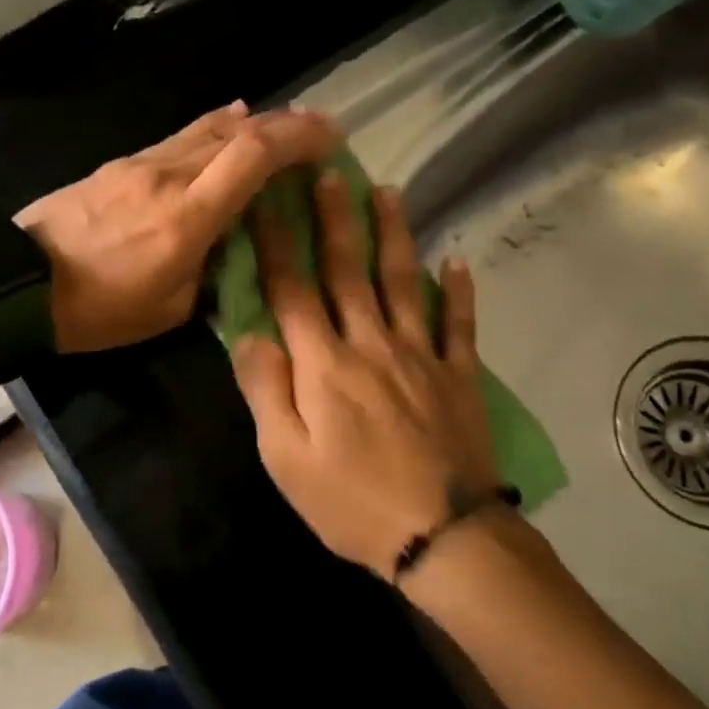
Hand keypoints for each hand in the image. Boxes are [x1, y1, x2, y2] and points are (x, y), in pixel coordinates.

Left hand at [17, 101, 338, 353]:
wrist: (16, 285)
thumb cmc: (97, 309)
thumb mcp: (169, 310)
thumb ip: (211, 272)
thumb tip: (234, 247)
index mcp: (187, 217)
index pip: (253, 155)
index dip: (298, 138)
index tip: (332, 139)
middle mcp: (168, 176)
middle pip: (237, 130)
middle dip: (285, 124)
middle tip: (319, 130)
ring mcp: (139, 163)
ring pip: (207, 127)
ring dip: (251, 122)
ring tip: (282, 126)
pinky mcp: (119, 164)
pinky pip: (179, 137)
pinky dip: (213, 129)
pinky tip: (227, 126)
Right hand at [230, 169, 501, 578]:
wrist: (441, 536)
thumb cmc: (351, 503)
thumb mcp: (286, 459)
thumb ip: (266, 391)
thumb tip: (248, 333)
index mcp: (324, 364)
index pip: (292, 290)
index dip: (275, 243)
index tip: (265, 201)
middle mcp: (371, 344)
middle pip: (349, 270)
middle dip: (334, 219)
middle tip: (328, 173)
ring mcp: (421, 356)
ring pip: (404, 282)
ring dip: (394, 235)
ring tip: (389, 192)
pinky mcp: (459, 375)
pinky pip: (459, 324)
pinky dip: (460, 292)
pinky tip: (459, 261)